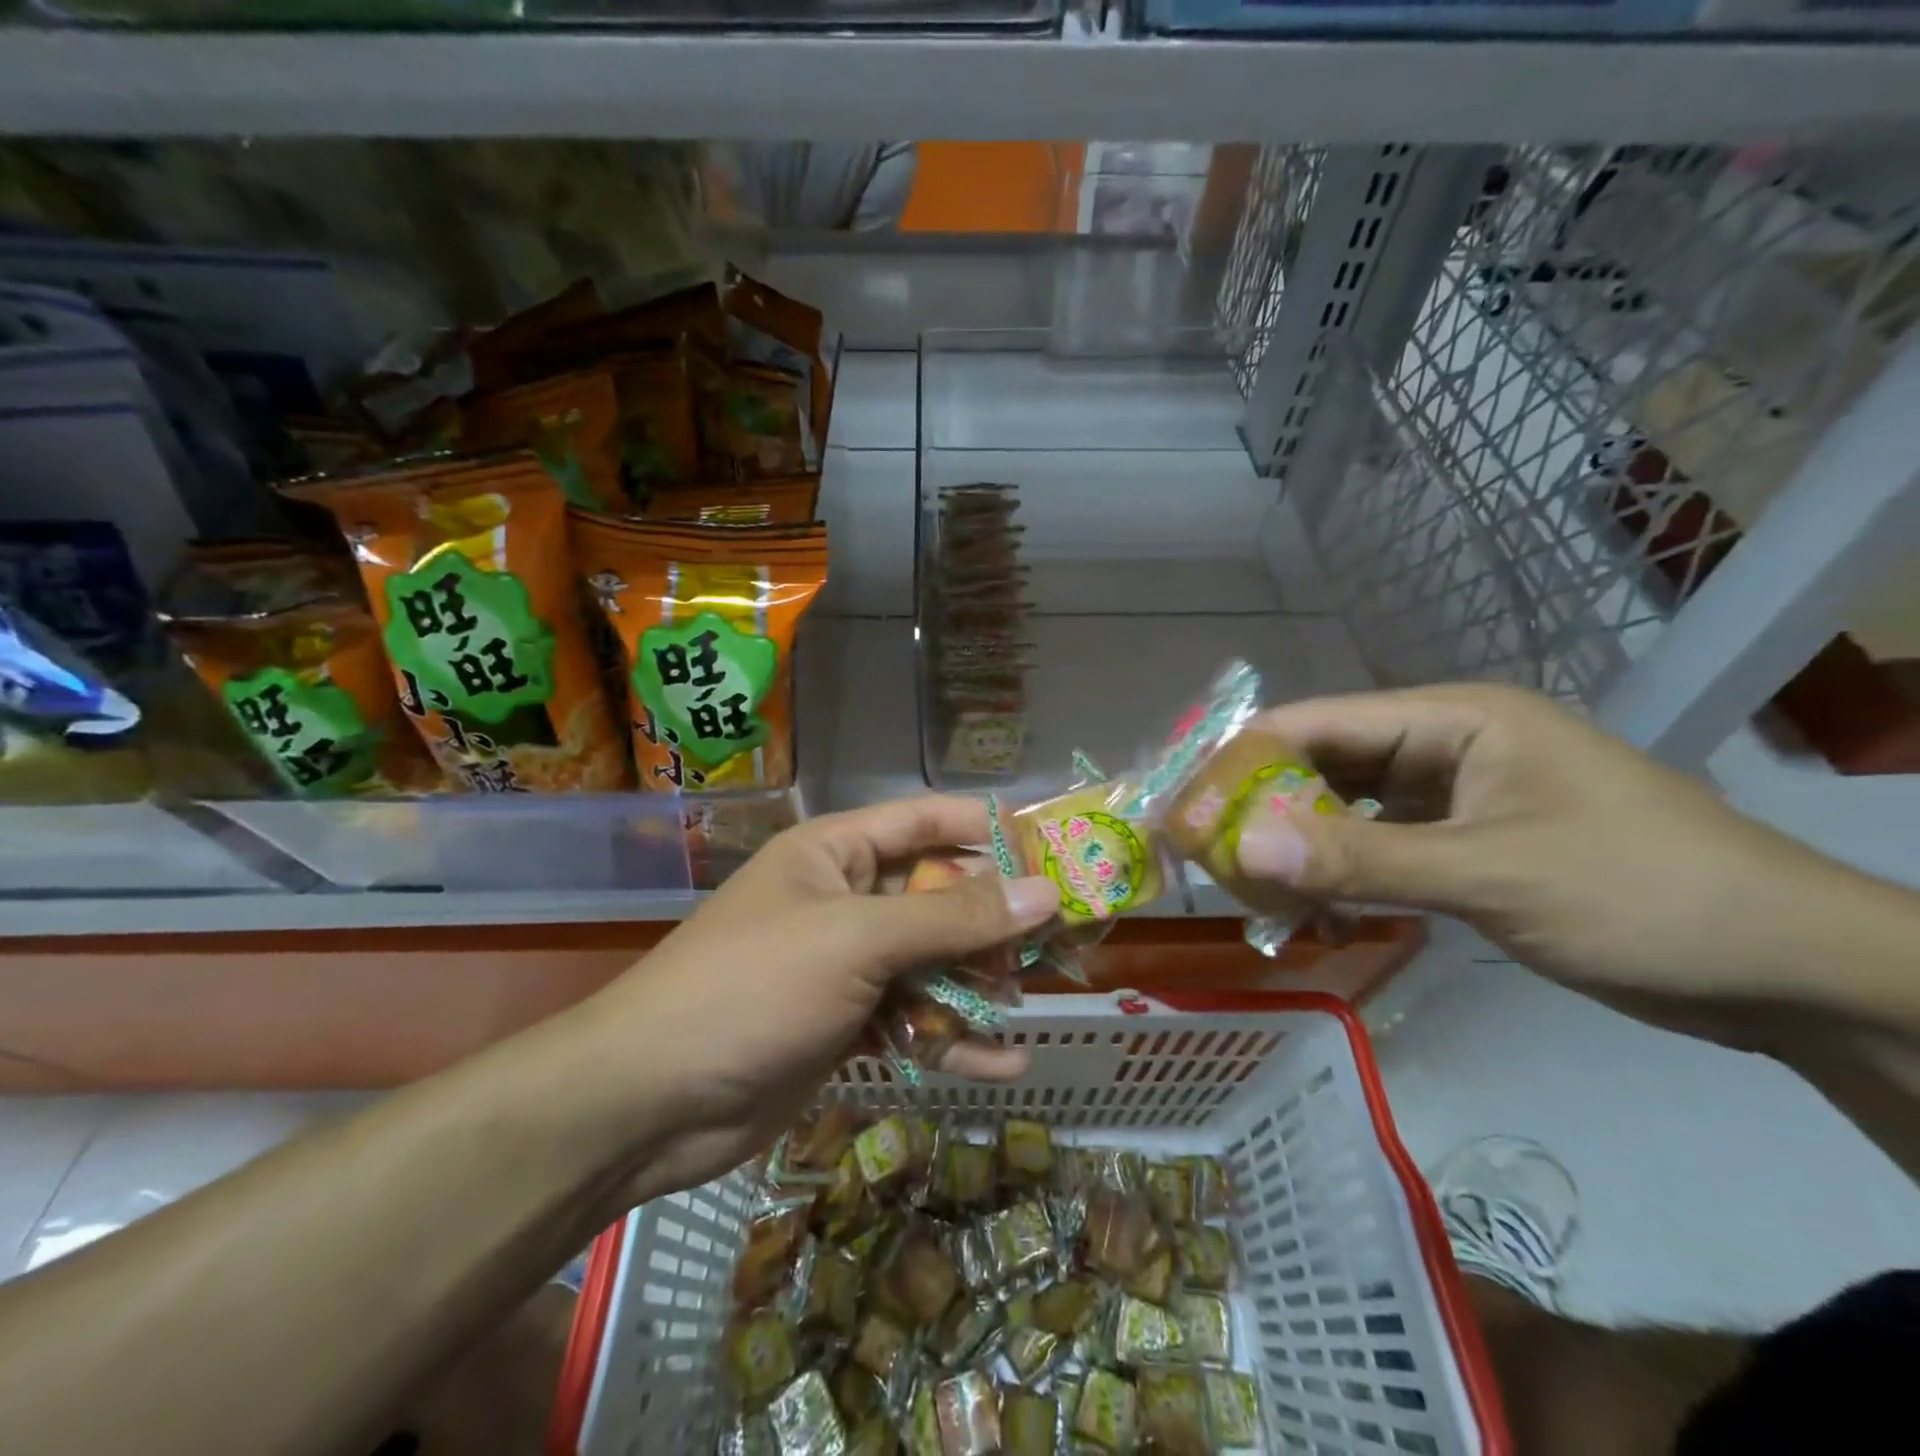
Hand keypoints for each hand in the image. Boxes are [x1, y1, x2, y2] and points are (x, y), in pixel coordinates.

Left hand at [587, 797, 1059, 1195]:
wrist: (651, 1101)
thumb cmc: (753, 988)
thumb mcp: (857, 941)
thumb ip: (953, 919)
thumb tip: (1044, 892)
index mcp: (837, 852)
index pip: (928, 821)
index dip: (990, 827)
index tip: (1054, 845)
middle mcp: (846, 899)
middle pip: (939, 896)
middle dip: (996, 919)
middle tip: (1064, 938)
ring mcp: (846, 965)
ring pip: (932, 963)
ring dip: (980, 985)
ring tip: (1032, 1003)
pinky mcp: (845, 1025)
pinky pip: (913, 1022)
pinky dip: (952, 1042)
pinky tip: (1002, 1066)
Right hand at [1228, 684, 1857, 1009]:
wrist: (1792, 970)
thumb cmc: (1645, 895)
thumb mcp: (1491, 873)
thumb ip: (1360, 858)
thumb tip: (1238, 847)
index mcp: (1451, 718)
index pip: (1314, 723)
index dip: (1240, 762)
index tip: (1181, 811)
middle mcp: (1442, 746)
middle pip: (1320, 764)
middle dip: (1258, 808)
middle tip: (1199, 858)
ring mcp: (1451, 797)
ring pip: (1342, 809)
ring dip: (1294, 845)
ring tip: (1239, 886)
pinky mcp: (1463, 844)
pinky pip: (1375, 848)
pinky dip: (1337, 873)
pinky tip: (1305, 906)